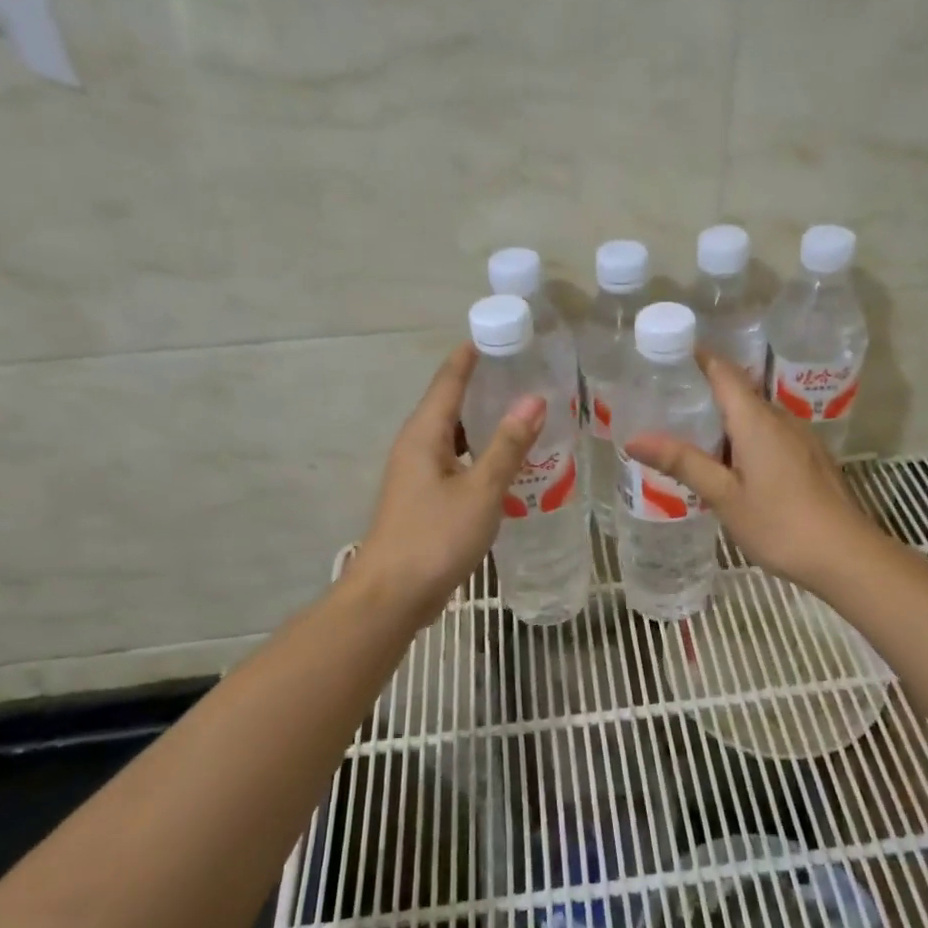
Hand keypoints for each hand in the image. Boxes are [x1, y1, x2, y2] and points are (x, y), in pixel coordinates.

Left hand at [349, 344, 544, 625]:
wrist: (393, 595)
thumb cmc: (436, 537)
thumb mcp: (481, 489)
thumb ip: (508, 445)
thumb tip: (534, 398)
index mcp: (424, 434)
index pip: (449, 379)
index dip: (472, 355)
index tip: (501, 332)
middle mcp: (416, 446)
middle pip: (451, 404)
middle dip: (484, 385)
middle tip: (527, 372)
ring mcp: (418, 474)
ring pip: (455, 435)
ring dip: (484, 422)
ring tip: (524, 412)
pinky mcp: (425, 499)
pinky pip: (456, 461)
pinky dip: (481, 453)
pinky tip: (507, 462)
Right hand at [623, 349, 877, 595]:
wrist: (845, 556)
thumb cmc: (779, 524)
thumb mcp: (724, 496)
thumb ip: (682, 463)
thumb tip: (634, 438)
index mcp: (757, 421)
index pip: (724, 372)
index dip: (698, 357)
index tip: (668, 354)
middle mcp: (781, 420)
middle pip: (740, 392)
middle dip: (705, 392)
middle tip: (666, 404)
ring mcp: (801, 439)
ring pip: (757, 417)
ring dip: (726, 420)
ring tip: (691, 437)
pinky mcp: (811, 459)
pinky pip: (772, 436)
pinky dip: (746, 439)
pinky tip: (732, 467)